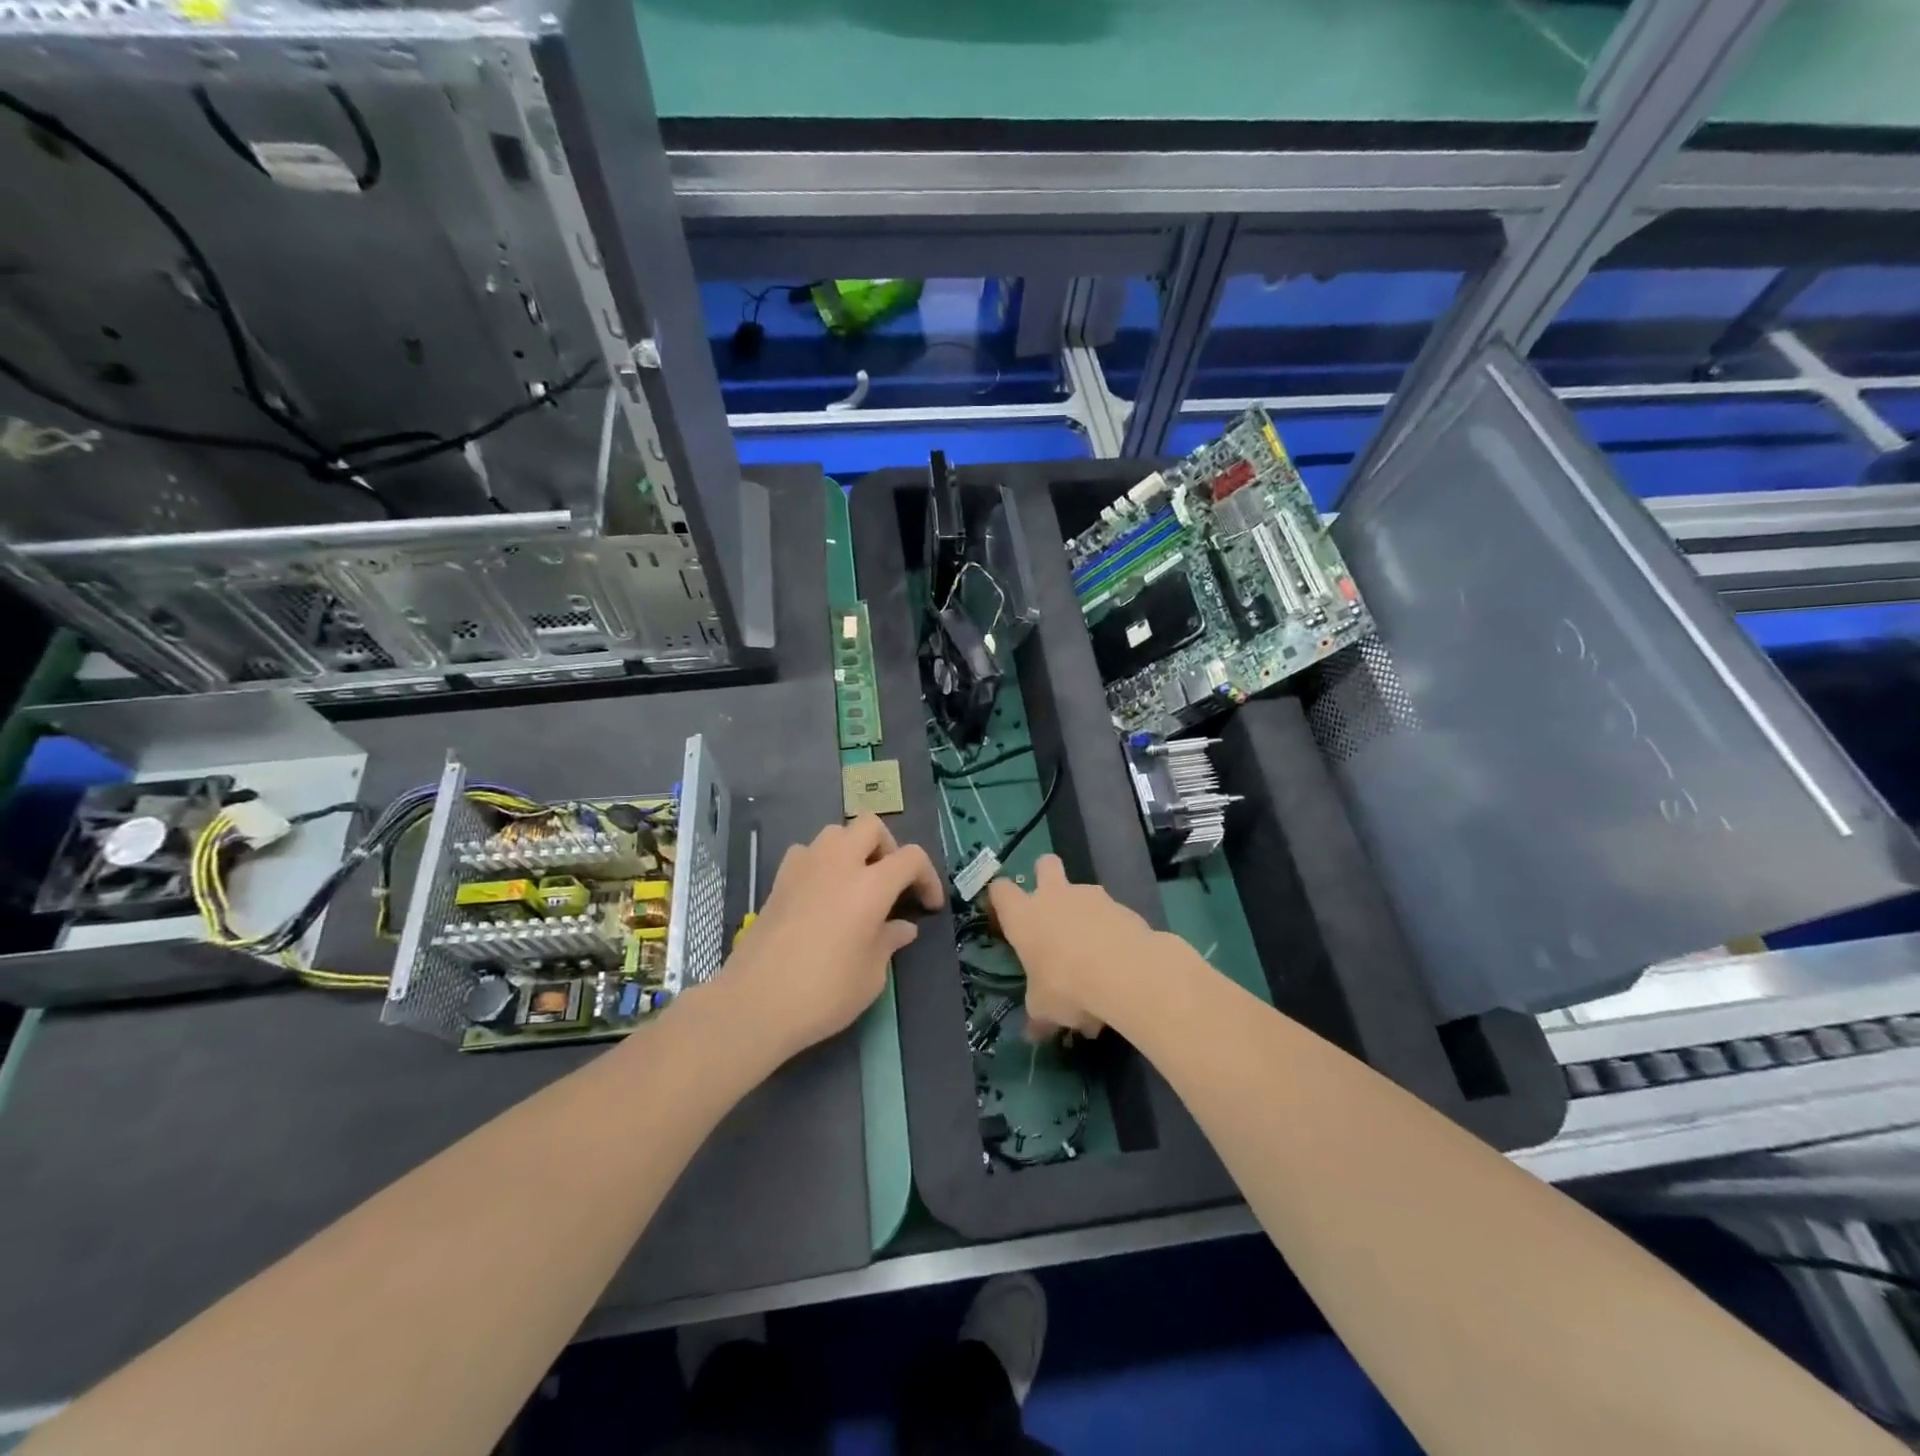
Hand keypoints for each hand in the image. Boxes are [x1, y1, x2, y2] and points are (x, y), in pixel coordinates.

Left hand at [725, 814, 942, 1057]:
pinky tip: (821, 893)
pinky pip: (807, 853)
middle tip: (890, 883)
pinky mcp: (778, 880)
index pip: (911, 857)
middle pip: (871, 826)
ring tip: (856, 884)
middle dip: (888, 848)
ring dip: (853, 849)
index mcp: (870, 885)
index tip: (928, 906)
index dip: (927, 877)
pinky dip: (821, 863)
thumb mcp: (872, 975)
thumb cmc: (824, 993)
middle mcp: (838, 863)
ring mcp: (804, 867)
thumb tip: (901, 926)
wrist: (755, 1003)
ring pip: (836, 833)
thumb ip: (889, 941)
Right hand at [987, 854, 1170, 1039]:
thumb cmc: (1067, 985)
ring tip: (1094, 962)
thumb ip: (1038, 1014)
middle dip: (1045, 876)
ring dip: (1085, 916)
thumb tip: (1032, 1032)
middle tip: (1050, 907)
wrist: (1126, 972)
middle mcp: (1055, 896)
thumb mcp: (1044, 1009)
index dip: (999, 898)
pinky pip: (1111, 918)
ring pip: (1083, 894)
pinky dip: (1111, 936)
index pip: (1000, 890)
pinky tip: (1118, 970)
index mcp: (1024, 915)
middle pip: (1044, 864)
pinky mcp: (1124, 907)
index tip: (1003, 913)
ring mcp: (1092, 897)